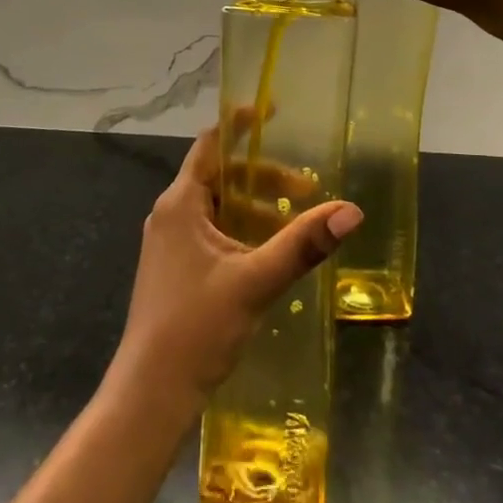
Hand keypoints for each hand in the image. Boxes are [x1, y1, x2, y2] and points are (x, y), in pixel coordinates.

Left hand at [108, 122, 361, 415]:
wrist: (151, 392)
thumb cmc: (196, 326)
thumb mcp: (256, 281)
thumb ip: (302, 244)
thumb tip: (351, 212)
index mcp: (181, 203)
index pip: (211, 144)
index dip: (241, 123)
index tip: (273, 110)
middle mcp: (172, 214)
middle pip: (221, 177)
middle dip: (264, 178)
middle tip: (307, 188)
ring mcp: (171, 243)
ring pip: (219, 208)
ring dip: (257, 209)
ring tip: (297, 225)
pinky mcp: (176, 268)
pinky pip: (213, 234)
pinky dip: (243, 232)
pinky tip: (271, 254)